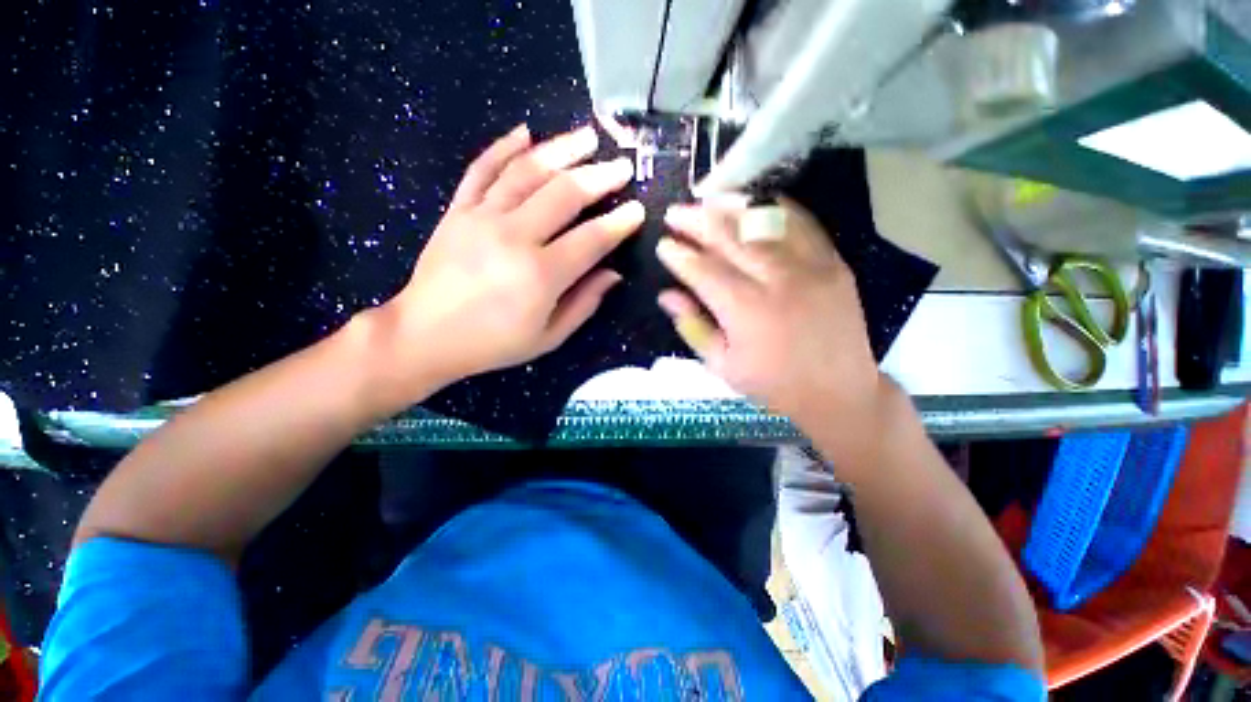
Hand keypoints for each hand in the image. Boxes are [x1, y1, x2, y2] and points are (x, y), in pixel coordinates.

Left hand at [372, 124, 642, 392]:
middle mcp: (514, 237)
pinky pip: (482, 169)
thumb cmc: (494, 343)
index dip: (619, 223)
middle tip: (622, 166)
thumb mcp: (549, 336)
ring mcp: (482, 217)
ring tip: (587, 136)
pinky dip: (503, 147)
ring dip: (561, 149)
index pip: (592, 239)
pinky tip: (525, 132)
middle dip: (600, 177)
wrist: (426, 335)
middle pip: (564, 194)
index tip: (637, 209)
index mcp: (541, 275)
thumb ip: (585, 303)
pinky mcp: (458, 210)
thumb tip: (613, 273)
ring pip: (527, 171)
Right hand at [655, 199, 882, 423]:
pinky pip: (802, 223)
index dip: (679, 255)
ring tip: (707, 200)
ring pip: (764, 222)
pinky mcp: (834, 263)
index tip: (662, 245)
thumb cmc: (773, 385)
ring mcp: (810, 267)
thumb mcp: (723, 365)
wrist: (839, 393)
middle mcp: (777, 280)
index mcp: (745, 311)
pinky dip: (775, 209)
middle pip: (730, 237)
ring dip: (730, 207)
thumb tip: (666, 296)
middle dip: (697, 221)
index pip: (703, 270)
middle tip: (675, 213)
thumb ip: (693, 326)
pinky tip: (754, 203)